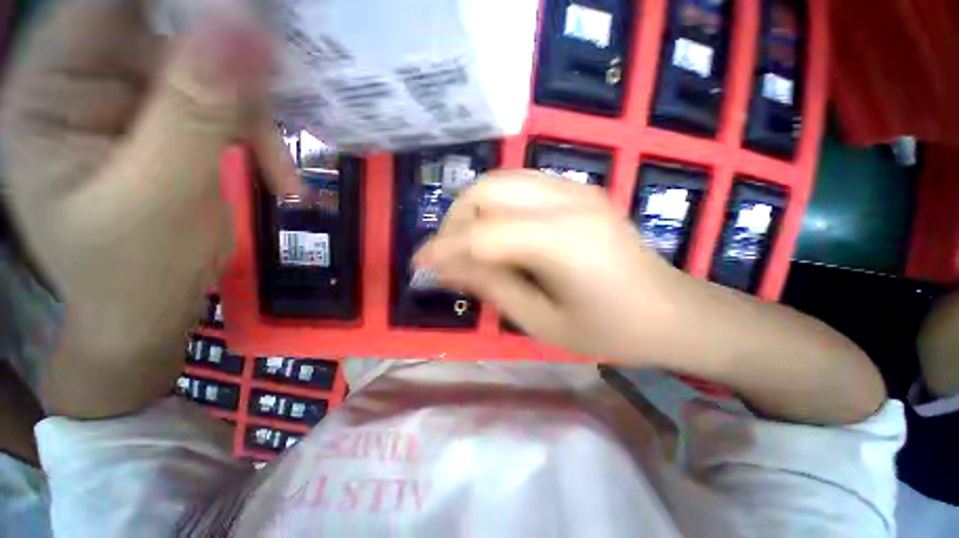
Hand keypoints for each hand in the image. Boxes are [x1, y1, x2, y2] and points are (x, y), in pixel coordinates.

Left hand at [0, 0, 295, 415]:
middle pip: (167, 31)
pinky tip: (280, 180)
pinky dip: (262, 142)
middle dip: (230, 67)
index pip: (107, 4)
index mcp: (51, 89)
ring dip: (255, 119)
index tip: (250, 17)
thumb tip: (246, 28)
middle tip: (277, 99)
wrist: (151, 310)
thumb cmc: (133, 271)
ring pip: (211, 72)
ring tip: (280, 174)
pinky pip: (229, 108)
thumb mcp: (159, 194)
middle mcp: (86, 80)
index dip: (180, 1)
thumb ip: (194, 111)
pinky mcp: (173, 124)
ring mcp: (133, 101)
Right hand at [415, 170, 685, 362]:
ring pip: (500, 181)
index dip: (443, 249)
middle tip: (449, 256)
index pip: (481, 235)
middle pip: (486, 191)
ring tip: (468, 246)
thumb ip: (492, 287)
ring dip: (473, 211)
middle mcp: (568, 202)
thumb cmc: (610, 330)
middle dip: (455, 222)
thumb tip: (447, 267)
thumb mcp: (541, 322)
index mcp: (562, 242)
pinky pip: (520, 186)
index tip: (418, 266)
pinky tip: (497, 234)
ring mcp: (576, 189)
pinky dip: (495, 206)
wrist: (671, 311)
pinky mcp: (579, 190)